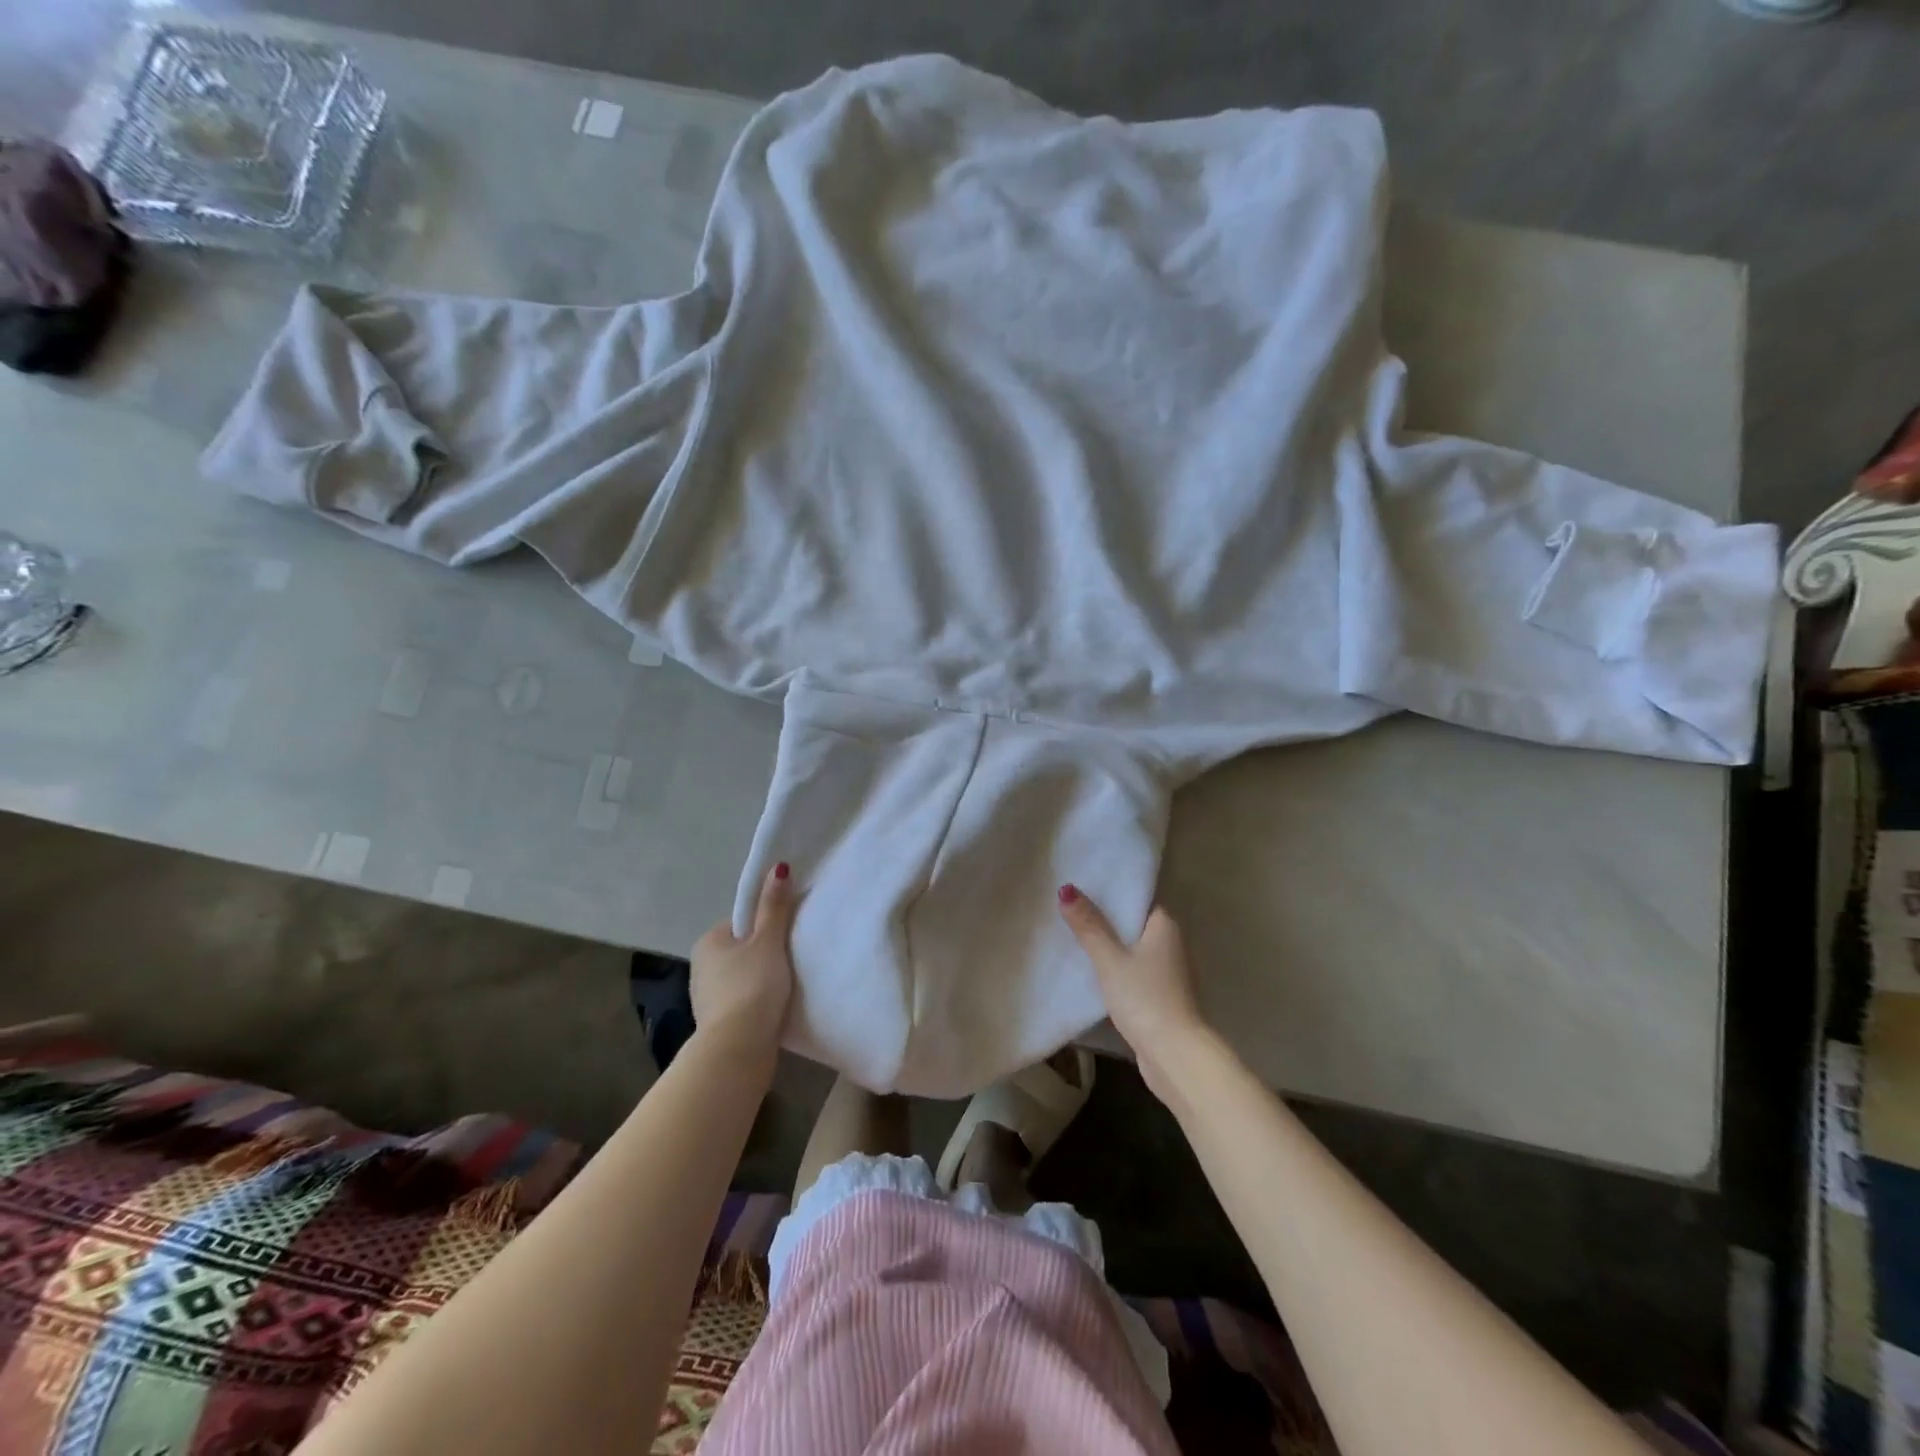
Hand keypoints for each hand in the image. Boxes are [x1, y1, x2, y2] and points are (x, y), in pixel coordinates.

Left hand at [690, 863, 795, 1058]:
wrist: (738, 1049)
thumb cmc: (752, 986)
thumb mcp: (768, 941)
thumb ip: (774, 907)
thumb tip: (778, 867)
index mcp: (709, 941)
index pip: (742, 922)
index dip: (766, 926)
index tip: (787, 936)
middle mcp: (701, 966)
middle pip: (742, 950)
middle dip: (764, 954)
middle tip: (792, 959)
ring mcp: (707, 997)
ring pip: (742, 977)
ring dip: (761, 979)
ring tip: (787, 985)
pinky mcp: (718, 1023)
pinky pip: (743, 1001)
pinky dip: (758, 1001)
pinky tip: (775, 1007)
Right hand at [1058, 885, 1211, 1100]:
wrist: (1175, 1055)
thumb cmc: (1145, 998)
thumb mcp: (1110, 959)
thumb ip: (1089, 926)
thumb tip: (1067, 889)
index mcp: (1165, 926)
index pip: (1137, 898)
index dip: (1111, 893)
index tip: (1082, 887)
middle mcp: (1172, 943)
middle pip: (1134, 923)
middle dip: (1106, 919)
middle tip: (1069, 909)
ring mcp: (1170, 972)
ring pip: (1134, 949)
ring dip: (1110, 946)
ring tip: (1074, 936)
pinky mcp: (1163, 995)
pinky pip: (1135, 971)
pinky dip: (1117, 968)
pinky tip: (1093, 971)